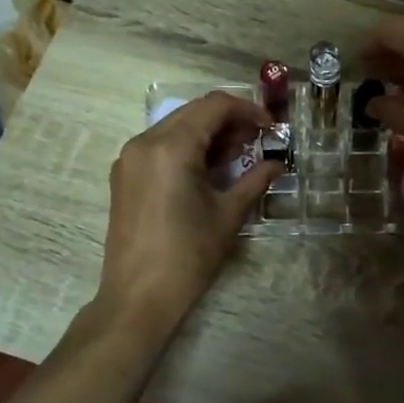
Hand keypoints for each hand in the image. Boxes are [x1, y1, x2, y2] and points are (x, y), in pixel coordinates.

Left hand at [97, 91, 279, 334]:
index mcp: (171, 147)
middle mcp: (145, 142)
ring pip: (176, 126)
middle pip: (194, 112)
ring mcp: (130, 158)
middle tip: (258, 141)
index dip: (248, 110)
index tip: (271, 127)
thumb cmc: (188, 255)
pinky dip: (188, 147)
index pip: (214, 106)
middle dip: (229, 121)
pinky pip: (160, 145)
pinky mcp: (125, 175)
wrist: (138, 297)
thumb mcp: (228, 214)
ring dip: (208, 133)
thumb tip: (278, 165)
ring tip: (238, 155)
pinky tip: (209, 168)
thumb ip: (255, 180)